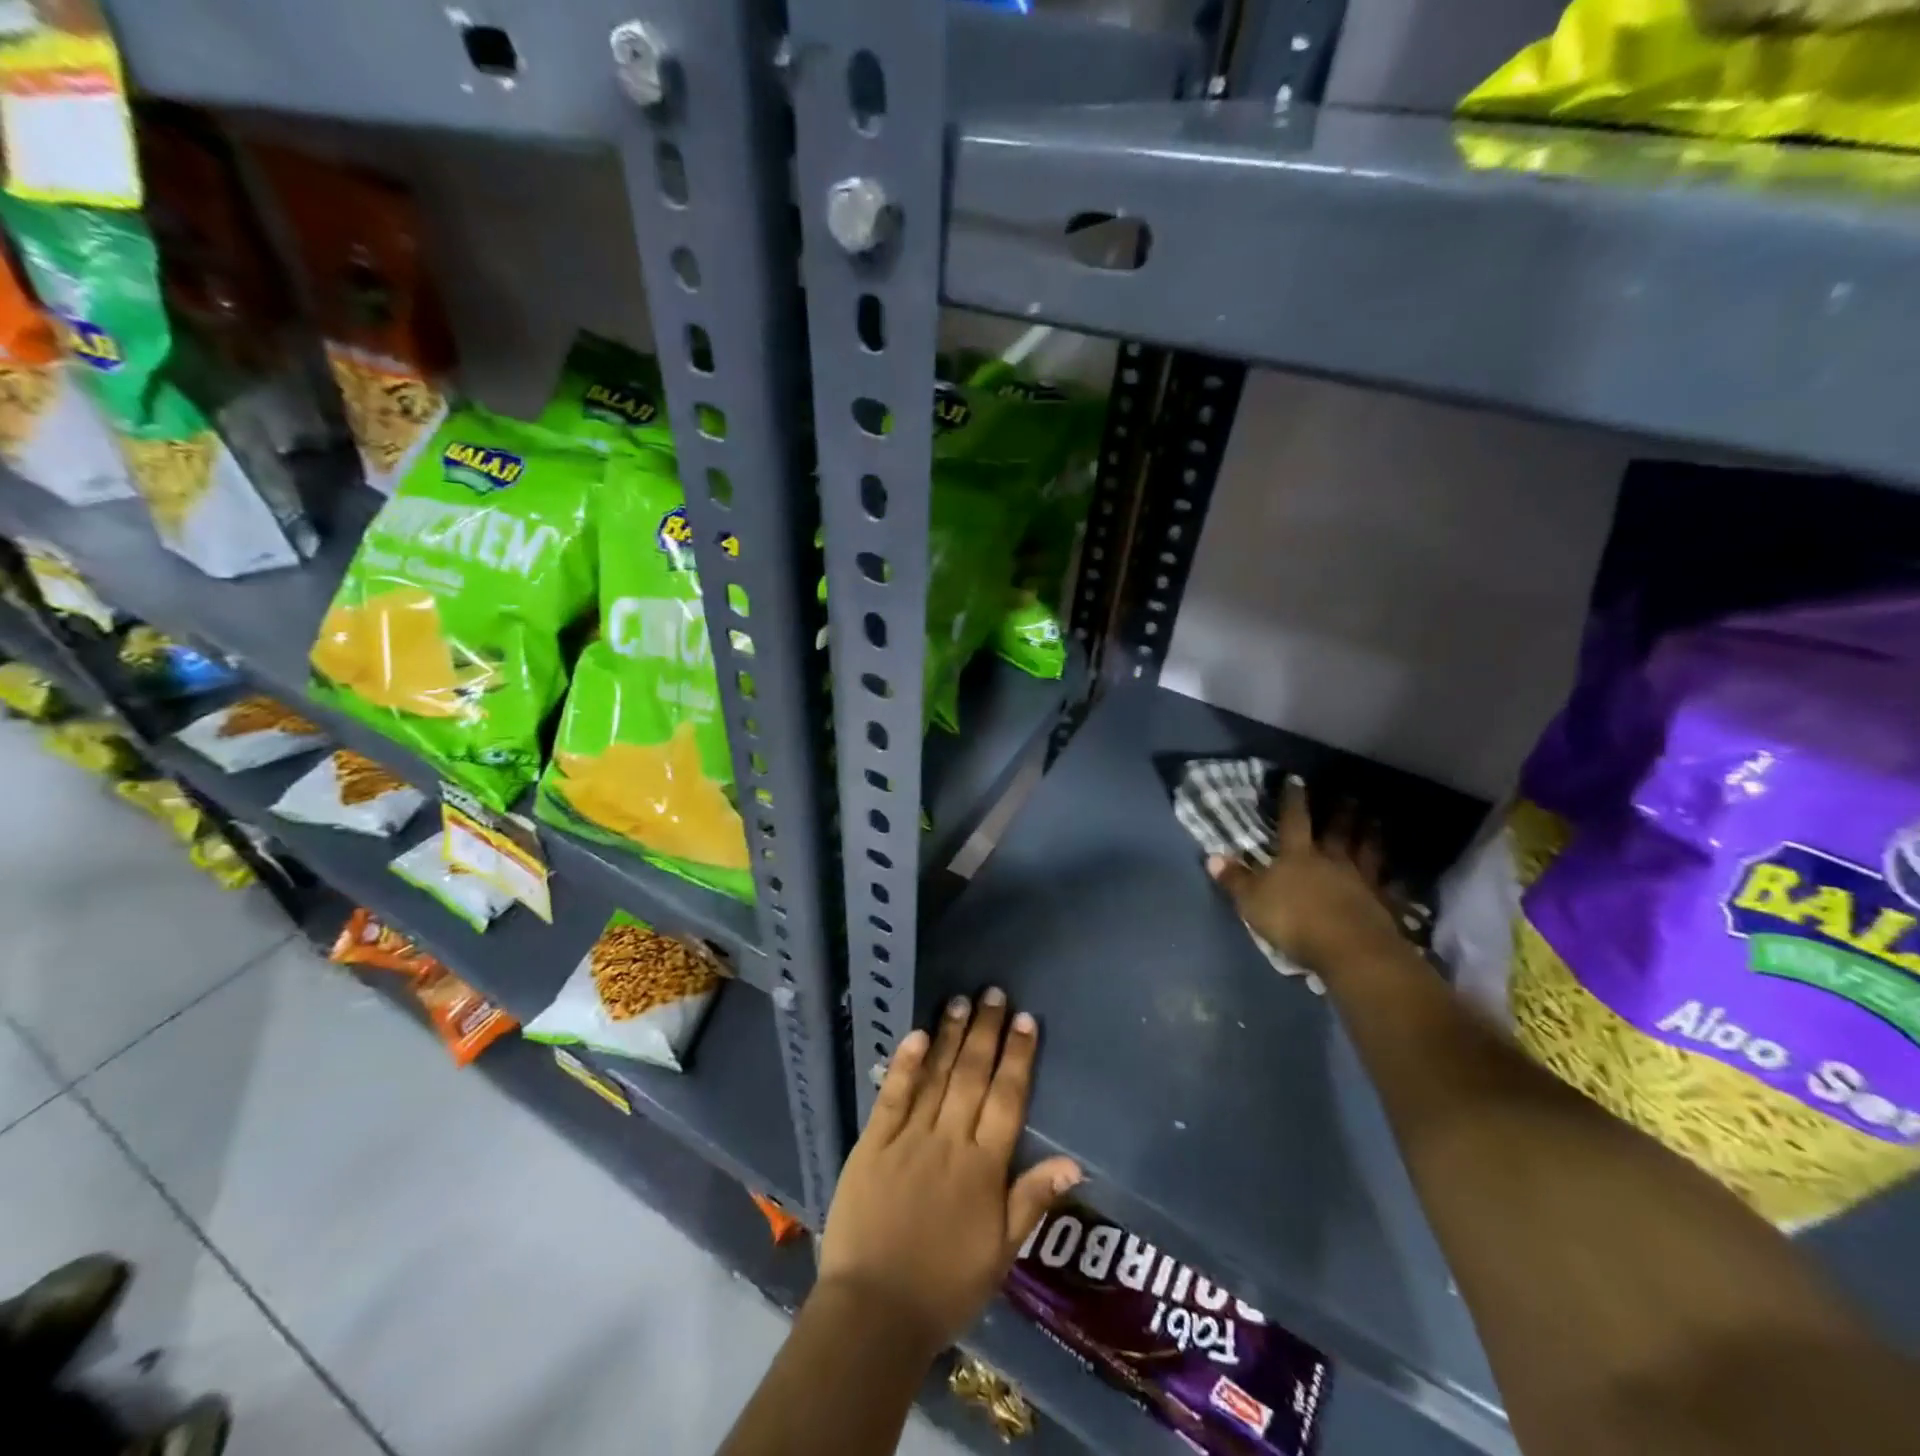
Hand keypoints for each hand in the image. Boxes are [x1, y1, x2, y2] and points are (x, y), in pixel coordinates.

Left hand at [818, 990, 1081, 1355]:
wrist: (874, 1313)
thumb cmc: (945, 1287)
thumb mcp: (1001, 1253)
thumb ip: (1033, 1199)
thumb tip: (1074, 1161)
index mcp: (984, 1168)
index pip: (1008, 1099)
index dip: (1018, 1057)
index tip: (1026, 1020)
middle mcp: (950, 1142)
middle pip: (973, 1077)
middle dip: (986, 1032)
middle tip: (994, 993)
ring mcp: (909, 1139)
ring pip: (936, 1077)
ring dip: (951, 1036)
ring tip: (961, 1000)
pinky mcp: (872, 1143)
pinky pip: (892, 1096)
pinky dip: (905, 1064)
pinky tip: (916, 1033)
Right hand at [1207, 774, 1403, 976]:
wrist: (1349, 949)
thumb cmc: (1294, 920)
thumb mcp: (1252, 901)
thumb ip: (1235, 879)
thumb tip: (1212, 856)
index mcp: (1298, 856)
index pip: (1294, 821)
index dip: (1293, 800)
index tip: (1296, 780)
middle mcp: (1331, 861)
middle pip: (1337, 831)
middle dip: (1340, 811)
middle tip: (1348, 794)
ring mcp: (1360, 881)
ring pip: (1367, 850)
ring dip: (1370, 834)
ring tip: (1375, 819)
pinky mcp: (1381, 904)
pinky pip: (1387, 885)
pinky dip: (1392, 877)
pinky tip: (1397, 874)